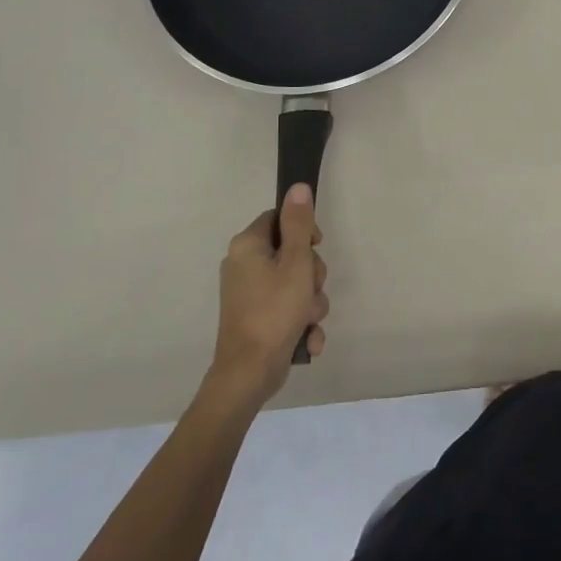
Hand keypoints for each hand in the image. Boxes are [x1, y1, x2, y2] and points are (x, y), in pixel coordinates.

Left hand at [209, 184, 329, 403]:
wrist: (249, 373)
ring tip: (308, 321)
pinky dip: (300, 324)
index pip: (280, 219)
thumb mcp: (296, 262)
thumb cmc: (274, 310)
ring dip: (311, 303)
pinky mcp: (257, 319)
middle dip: (312, 275)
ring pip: (295, 285)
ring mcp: (249, 295)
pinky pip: (288, 310)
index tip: (316, 248)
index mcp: (247, 246)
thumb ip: (299, 224)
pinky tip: (306, 340)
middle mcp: (243, 266)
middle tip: (312, 290)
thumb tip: (297, 187)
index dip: (304, 232)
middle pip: (291, 253)